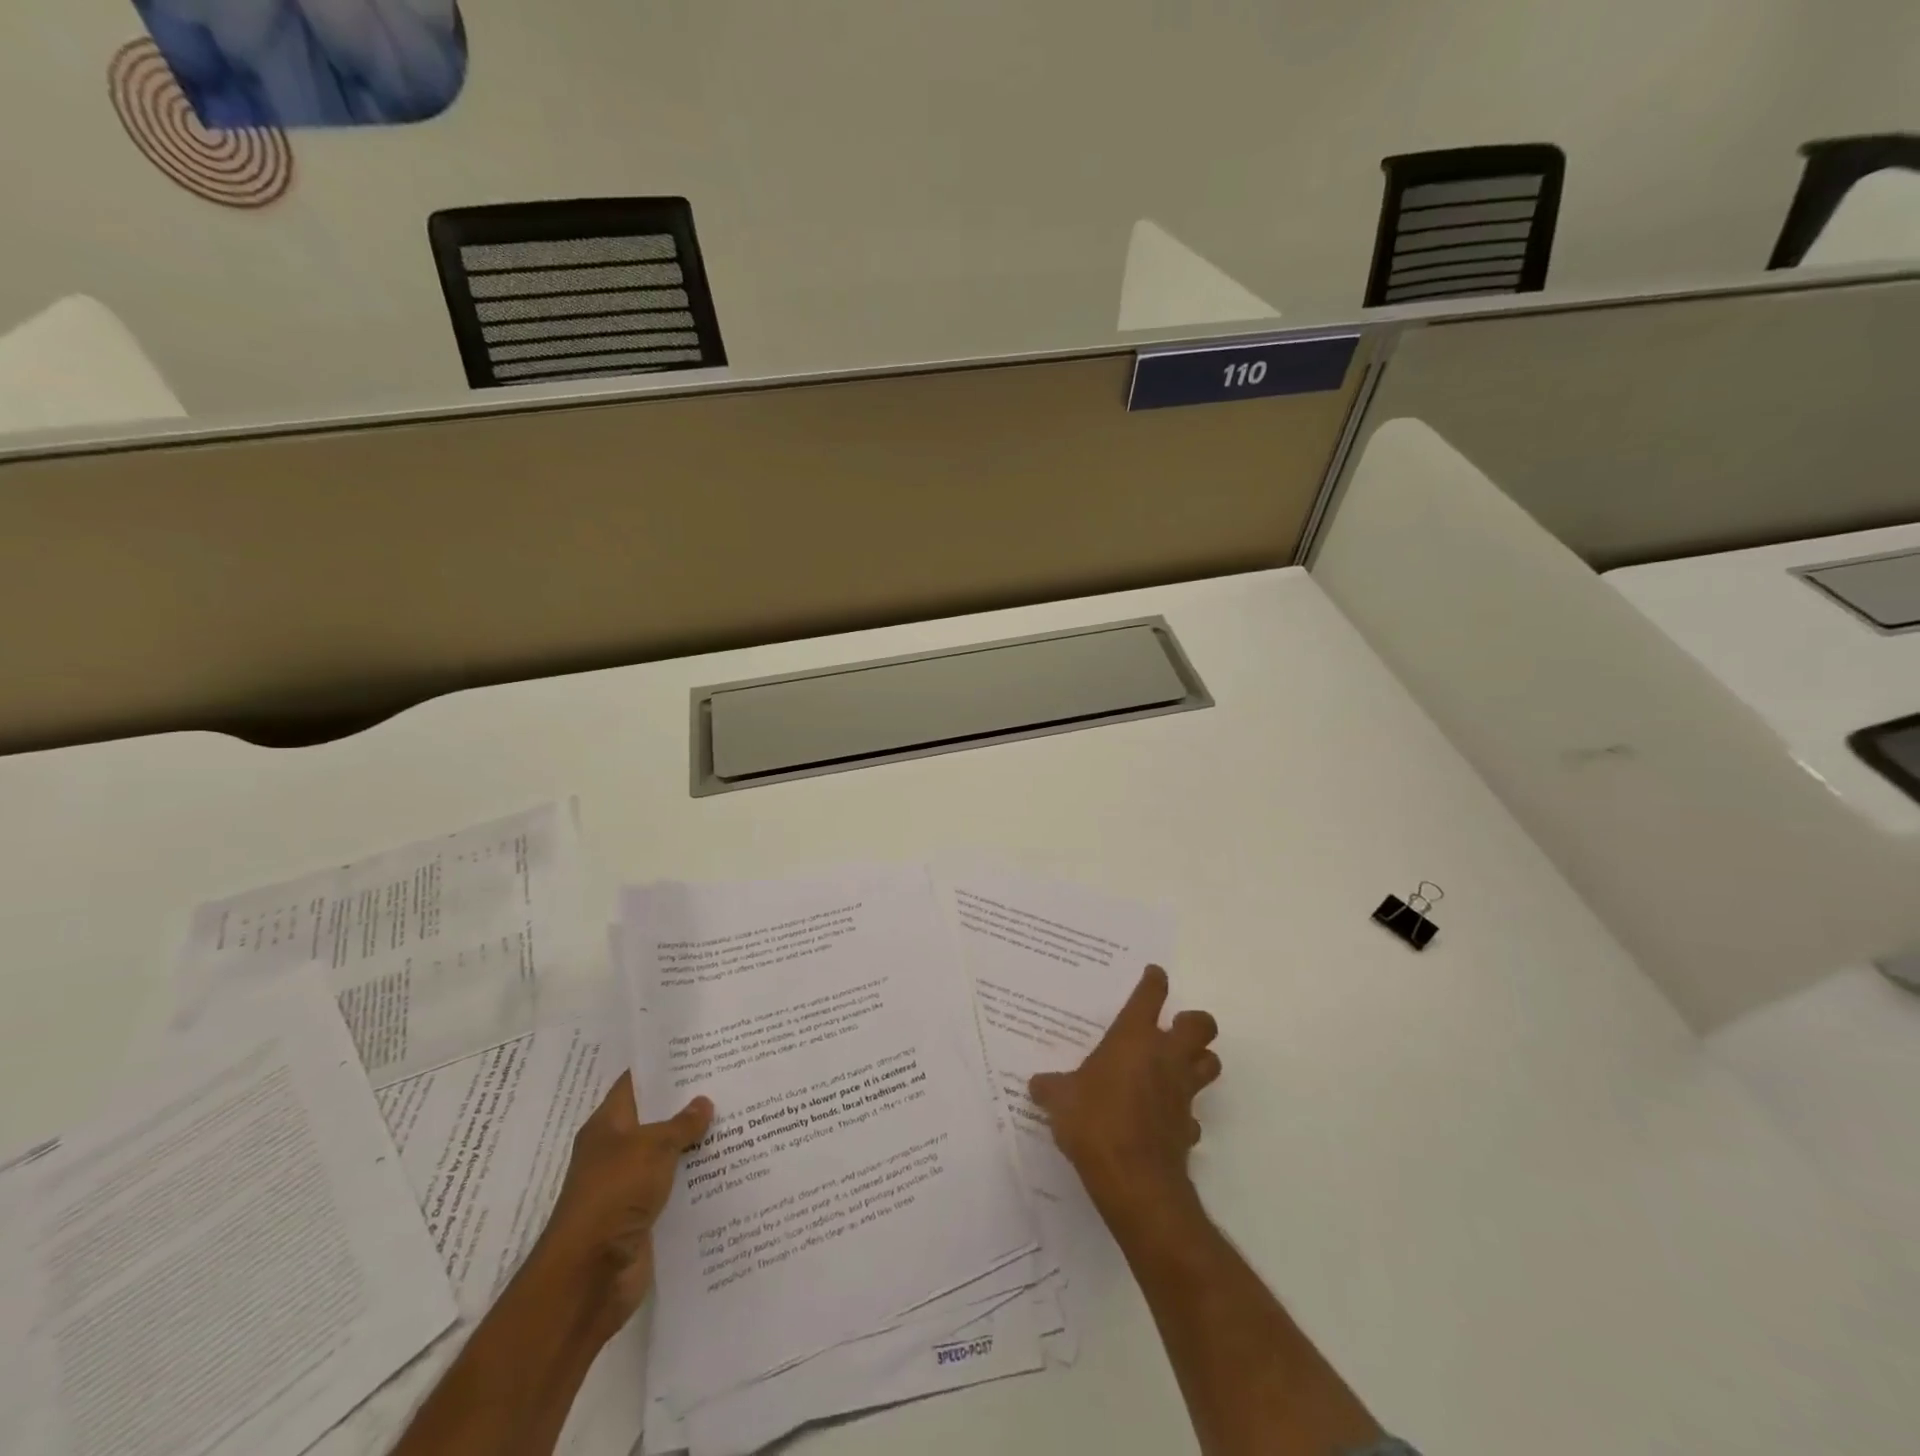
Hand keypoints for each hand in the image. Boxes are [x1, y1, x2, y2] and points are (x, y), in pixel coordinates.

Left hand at [535, 1071, 713, 1335]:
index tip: (700, 1050)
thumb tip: (703, 1102)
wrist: (588, 1277)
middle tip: (730, 1080)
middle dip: (689, 1103)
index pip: (636, 1084)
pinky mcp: (645, 1218)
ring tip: (740, 1117)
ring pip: (670, 1155)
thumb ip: (681, 1124)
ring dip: (698, 1143)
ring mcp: (630, 1187)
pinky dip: (698, 1179)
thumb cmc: (613, 1195)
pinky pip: (677, 1188)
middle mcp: (617, 1152)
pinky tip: (731, 1165)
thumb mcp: (652, 1147)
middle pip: (657, 1119)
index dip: (664, 1066)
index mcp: (608, 1126)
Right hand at [1028, 965, 1219, 1214]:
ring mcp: (1182, 1092)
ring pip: (1209, 1063)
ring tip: (1177, 1065)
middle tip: (1174, 1027)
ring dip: (1199, 1060)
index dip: (1154, 982)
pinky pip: (1193, 1114)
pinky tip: (1164, 1120)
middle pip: (1200, 1025)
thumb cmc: (1095, 1122)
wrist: (1134, 1180)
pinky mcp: (1188, 1127)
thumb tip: (1037, 1084)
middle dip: (1192, 1021)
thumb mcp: (1060, 1100)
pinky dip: (1183, 1113)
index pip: (1150, 996)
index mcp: (1134, 1038)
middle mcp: (1165, 1057)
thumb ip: (1051, 1087)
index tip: (1154, 974)